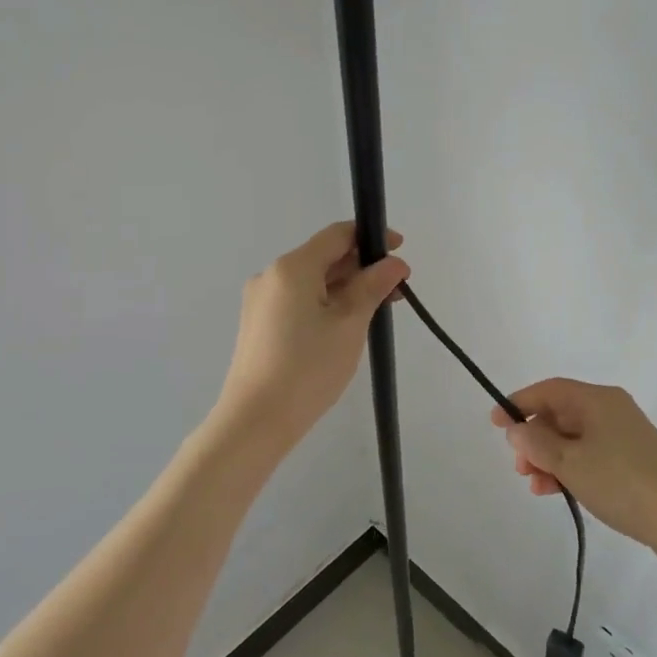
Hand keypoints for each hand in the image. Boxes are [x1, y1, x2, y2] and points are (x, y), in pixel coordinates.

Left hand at [212, 222, 409, 454]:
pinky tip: (346, 326)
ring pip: (312, 282)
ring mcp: (261, 301)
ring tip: (377, 311)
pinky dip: (326, 303)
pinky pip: (299, 300)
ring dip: (346, 288)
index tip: (400, 249)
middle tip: (396, 290)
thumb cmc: (308, 368)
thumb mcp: (350, 324)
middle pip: (324, 257)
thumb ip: (373, 286)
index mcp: (292, 267)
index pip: (337, 234)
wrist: (256, 421)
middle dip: (362, 267)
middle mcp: (271, 276)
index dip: (371, 236)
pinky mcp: (260, 324)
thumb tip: (394, 263)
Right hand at [493, 379, 656, 576]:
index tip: (495, 424)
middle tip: (519, 467)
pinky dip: (569, 469)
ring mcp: (622, 436)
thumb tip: (516, 427)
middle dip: (534, 438)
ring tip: (535, 485)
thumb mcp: (571, 463)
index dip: (519, 403)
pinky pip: (588, 455)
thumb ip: (537, 443)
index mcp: (597, 400)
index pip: (549, 390)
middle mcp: (610, 410)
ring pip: (572, 438)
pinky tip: (555, 491)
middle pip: (560, 414)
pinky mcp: (630, 460)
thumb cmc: (622, 482)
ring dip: (548, 458)